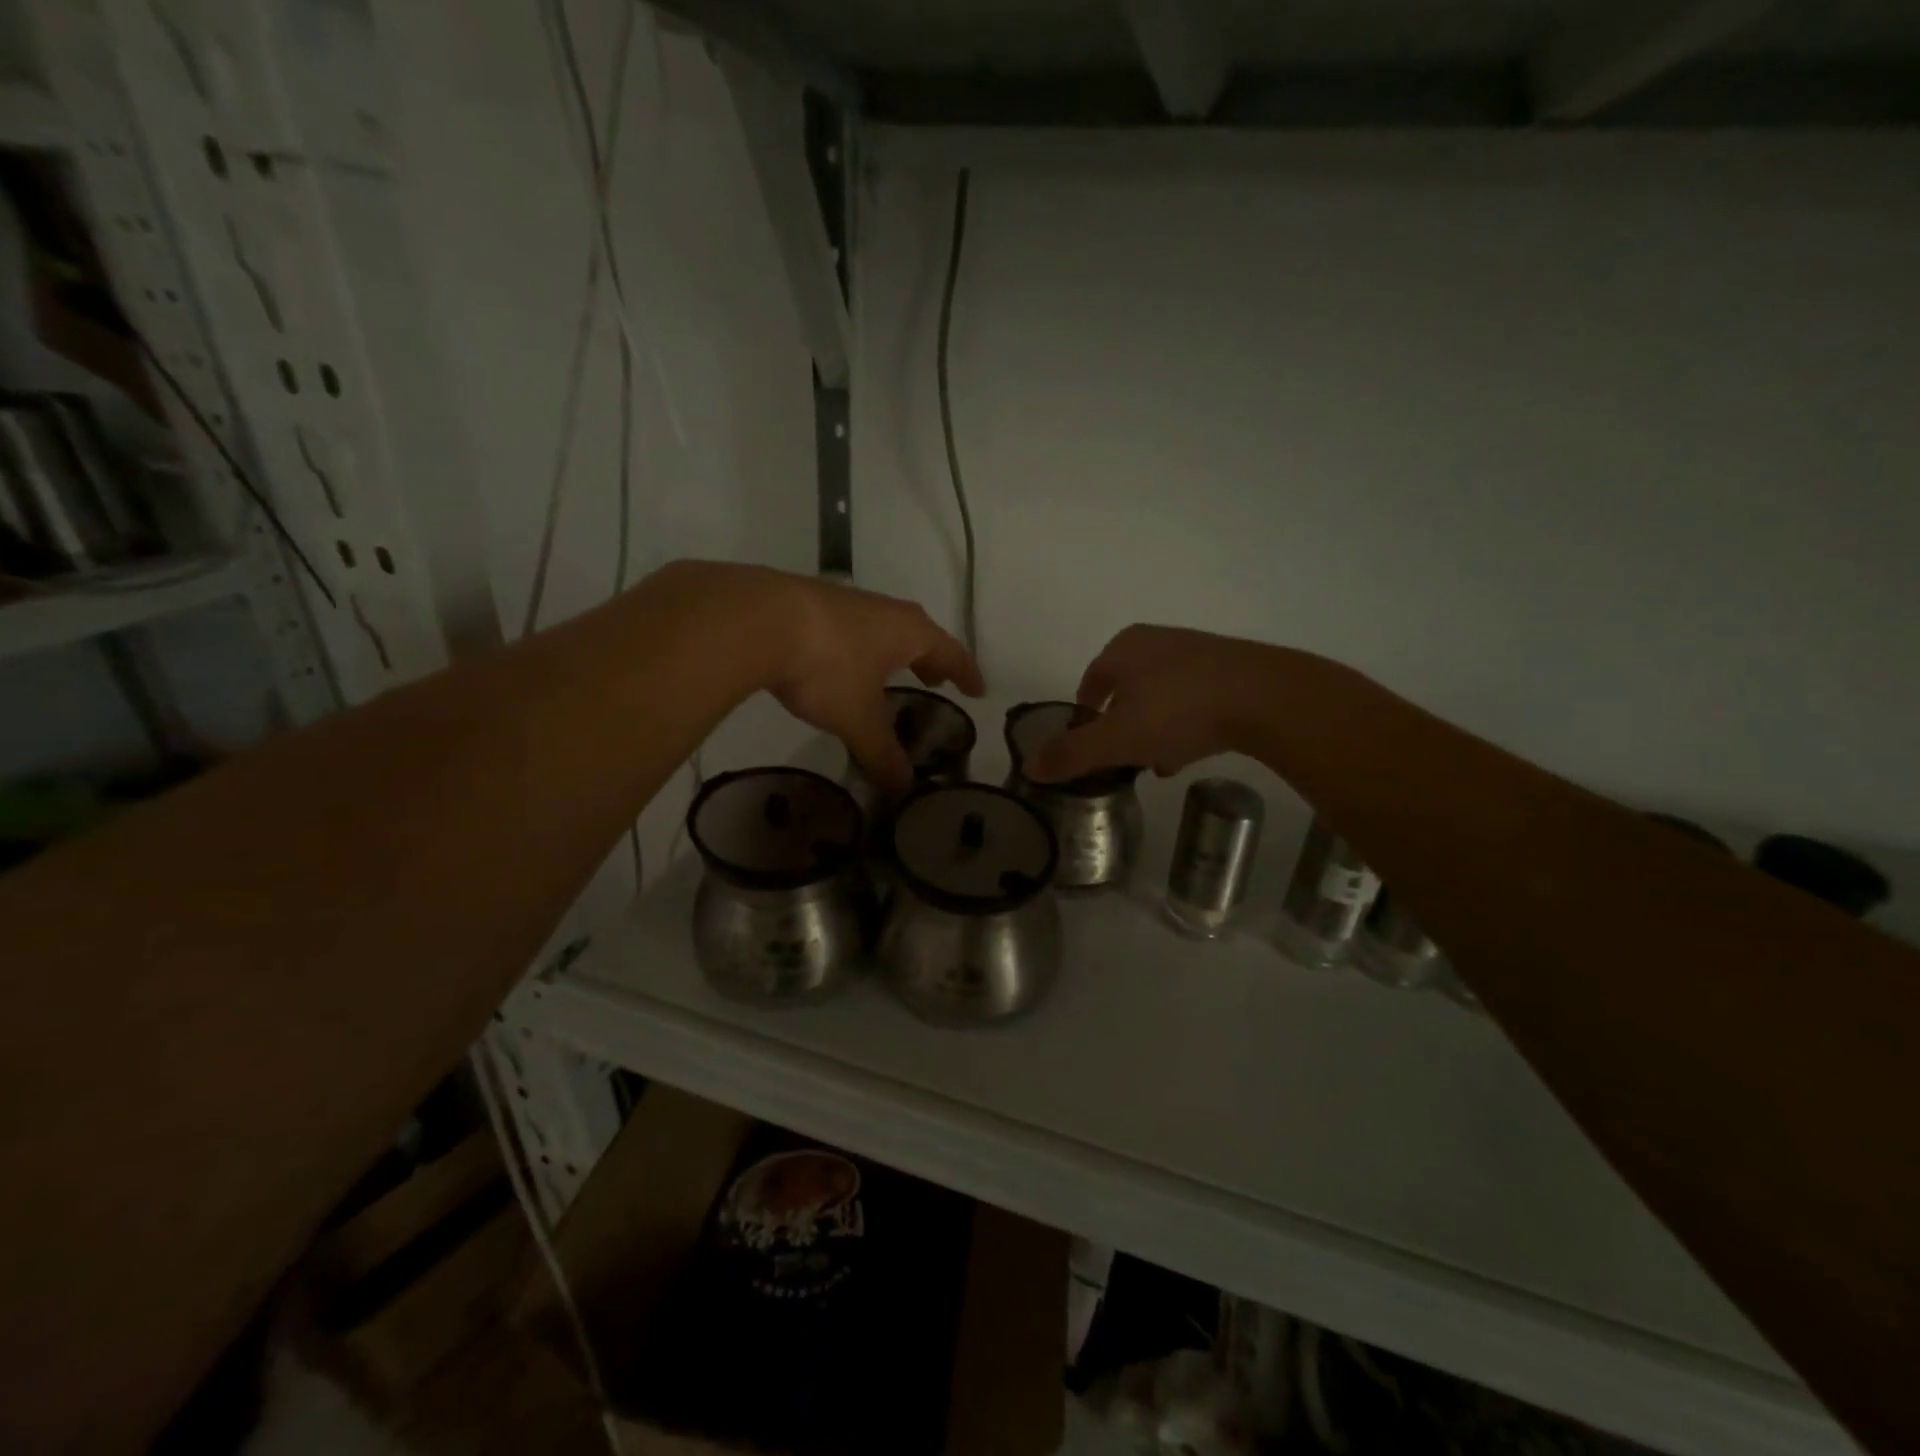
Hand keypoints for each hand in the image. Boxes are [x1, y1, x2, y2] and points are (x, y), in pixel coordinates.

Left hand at [761, 571, 983, 792]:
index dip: (965, 673)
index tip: (976, 690)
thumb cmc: (826, 667)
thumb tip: (903, 788)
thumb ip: (882, 753)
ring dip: (893, 651)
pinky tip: (841, 662)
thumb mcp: (858, 718)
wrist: (757, 620)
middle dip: (929, 659)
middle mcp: (884, 610)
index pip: (951, 652)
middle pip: (919, 634)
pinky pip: (851, 628)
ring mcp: (846, 602)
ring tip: (889, 672)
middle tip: (935, 681)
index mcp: (909, 632)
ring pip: (882, 628)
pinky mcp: (810, 603)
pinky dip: (859, 647)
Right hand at [1029, 624, 1271, 781]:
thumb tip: (1030, 767)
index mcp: (1123, 648)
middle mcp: (1157, 641)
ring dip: (1153, 727)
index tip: (1087, 743)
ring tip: (1156, 762)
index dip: (1084, 714)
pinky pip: (1194, 699)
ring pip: (1161, 696)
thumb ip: (1072, 753)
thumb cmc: (1178, 710)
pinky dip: (1184, 724)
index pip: (1090, 681)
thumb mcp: (1117, 739)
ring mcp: (1197, 652)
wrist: (1264, 697)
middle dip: (1121, 724)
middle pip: (1126, 689)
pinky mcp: (1230, 669)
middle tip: (1121, 757)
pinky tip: (1190, 752)